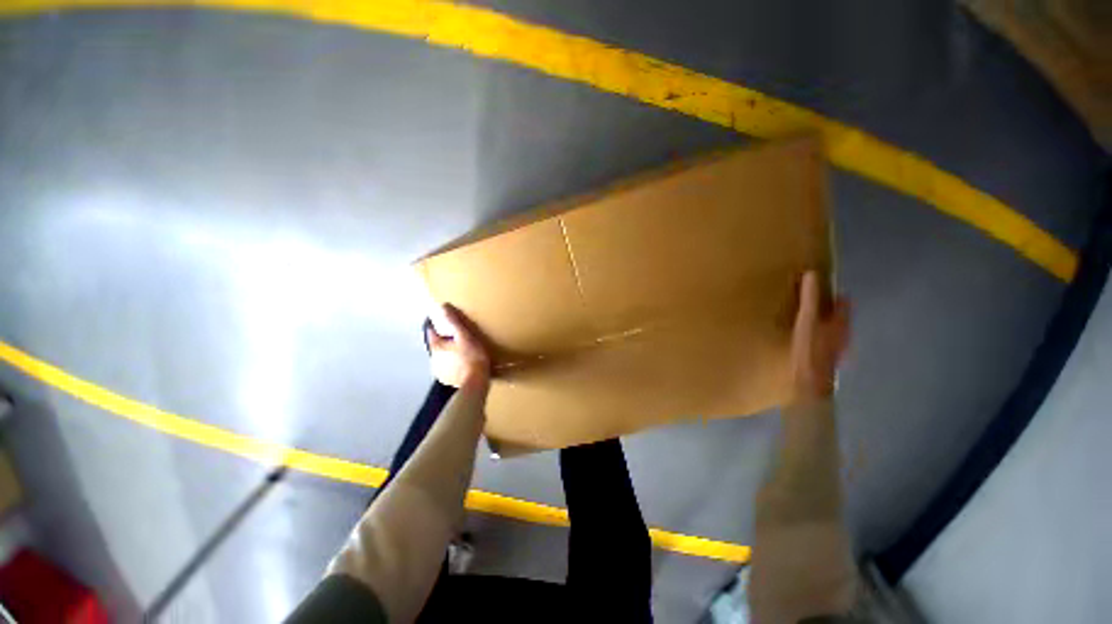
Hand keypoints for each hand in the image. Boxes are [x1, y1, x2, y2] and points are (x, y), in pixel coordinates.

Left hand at [427, 304, 491, 387]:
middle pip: (436, 344)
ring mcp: (438, 371)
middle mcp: (433, 359)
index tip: (445, 322)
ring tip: (462, 350)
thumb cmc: (472, 357)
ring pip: (441, 356)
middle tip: (458, 337)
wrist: (476, 382)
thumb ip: (454, 322)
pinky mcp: (446, 380)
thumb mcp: (465, 336)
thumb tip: (442, 306)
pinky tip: (462, 363)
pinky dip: (452, 364)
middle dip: (444, 340)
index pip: (430, 332)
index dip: (436, 325)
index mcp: (436, 347)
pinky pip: (447, 367)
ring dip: (448, 353)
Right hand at [790, 271, 849, 400]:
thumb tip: (811, 273)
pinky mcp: (825, 360)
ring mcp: (835, 349)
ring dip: (822, 323)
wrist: (811, 383)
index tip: (823, 287)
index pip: (843, 303)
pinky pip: (823, 342)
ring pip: (831, 331)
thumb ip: (810, 298)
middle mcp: (843, 335)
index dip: (835, 294)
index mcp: (841, 323)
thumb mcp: (808, 319)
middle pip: (839, 317)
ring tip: (806, 319)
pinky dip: (816, 337)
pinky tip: (805, 340)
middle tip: (811, 301)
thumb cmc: (810, 348)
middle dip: (828, 308)